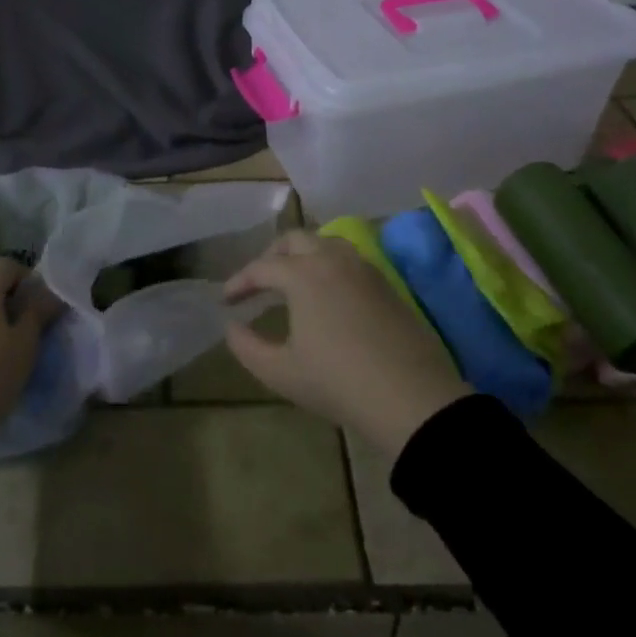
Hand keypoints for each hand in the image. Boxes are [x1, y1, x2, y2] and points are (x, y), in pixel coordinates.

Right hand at [225, 231, 470, 457]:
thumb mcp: (281, 372)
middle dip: (270, 256)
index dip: (239, 282)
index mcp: (302, 274)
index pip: (261, 267)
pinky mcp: (385, 283)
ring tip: (293, 280)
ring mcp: (363, 268)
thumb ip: (247, 347)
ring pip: (325, 242)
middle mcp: (331, 259)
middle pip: (294, 240)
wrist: (410, 397)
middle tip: (258, 282)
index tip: (225, 300)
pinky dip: (328, 264)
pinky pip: (349, 258)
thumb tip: (231, 327)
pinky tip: (328, 292)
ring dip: (303, 254)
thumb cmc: (337, 382)